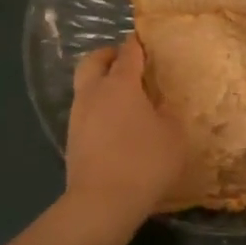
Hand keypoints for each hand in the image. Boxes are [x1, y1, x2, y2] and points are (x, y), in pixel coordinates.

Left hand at [63, 36, 185, 225]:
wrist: (101, 203)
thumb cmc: (143, 162)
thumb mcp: (173, 136)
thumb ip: (168, 113)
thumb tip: (160, 105)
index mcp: (120, 83)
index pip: (129, 51)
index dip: (139, 43)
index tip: (148, 41)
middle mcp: (94, 92)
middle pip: (94, 60)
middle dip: (109, 55)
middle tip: (128, 62)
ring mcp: (78, 115)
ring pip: (86, 85)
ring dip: (101, 82)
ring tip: (124, 96)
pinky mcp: (72, 138)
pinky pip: (85, 110)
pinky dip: (98, 107)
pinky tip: (115, 123)